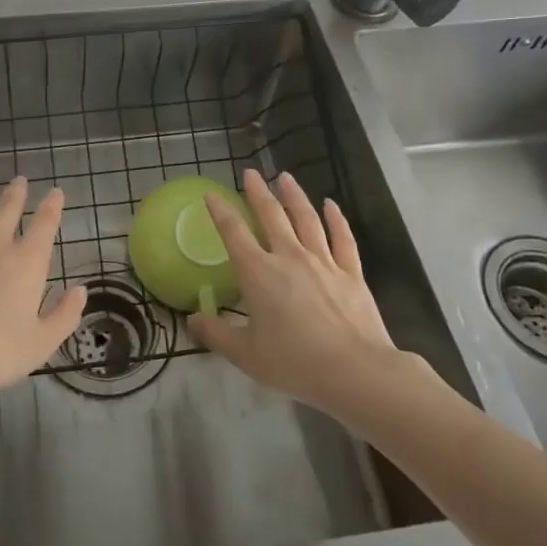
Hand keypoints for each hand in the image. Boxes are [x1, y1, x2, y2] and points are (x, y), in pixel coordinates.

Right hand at [189, 168, 410, 416]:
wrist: (354, 371)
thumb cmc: (294, 363)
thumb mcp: (245, 354)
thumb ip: (216, 334)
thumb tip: (191, 320)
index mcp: (258, 273)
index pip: (233, 233)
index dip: (220, 211)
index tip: (212, 194)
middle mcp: (289, 257)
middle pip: (272, 215)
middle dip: (258, 192)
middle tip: (251, 174)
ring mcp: (323, 262)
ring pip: (306, 219)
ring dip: (294, 196)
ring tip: (285, 177)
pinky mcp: (351, 273)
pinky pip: (342, 238)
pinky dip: (336, 219)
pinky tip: (331, 205)